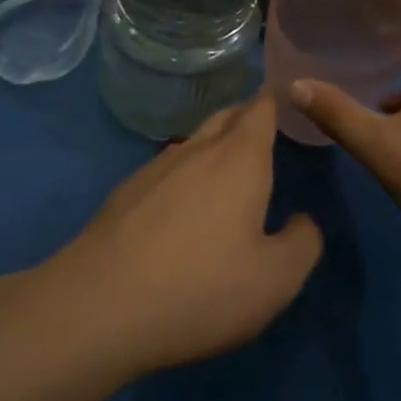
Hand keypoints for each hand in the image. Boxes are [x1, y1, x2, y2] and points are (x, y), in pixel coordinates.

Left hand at [41, 91, 322, 376]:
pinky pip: (166, 170)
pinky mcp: (124, 195)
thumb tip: (303, 221)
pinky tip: (182, 204)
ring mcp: (154, 170)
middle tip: (264, 124)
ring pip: (193, 143)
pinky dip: (184, 174)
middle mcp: (196, 151)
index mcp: (239, 159)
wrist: (98, 307)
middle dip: (246, 115)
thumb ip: (302, 243)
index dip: (274, 99)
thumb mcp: (275, 279)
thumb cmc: (201, 288)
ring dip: (214, 145)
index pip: (260, 110)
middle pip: (225, 118)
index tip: (286, 94)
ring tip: (228, 164)